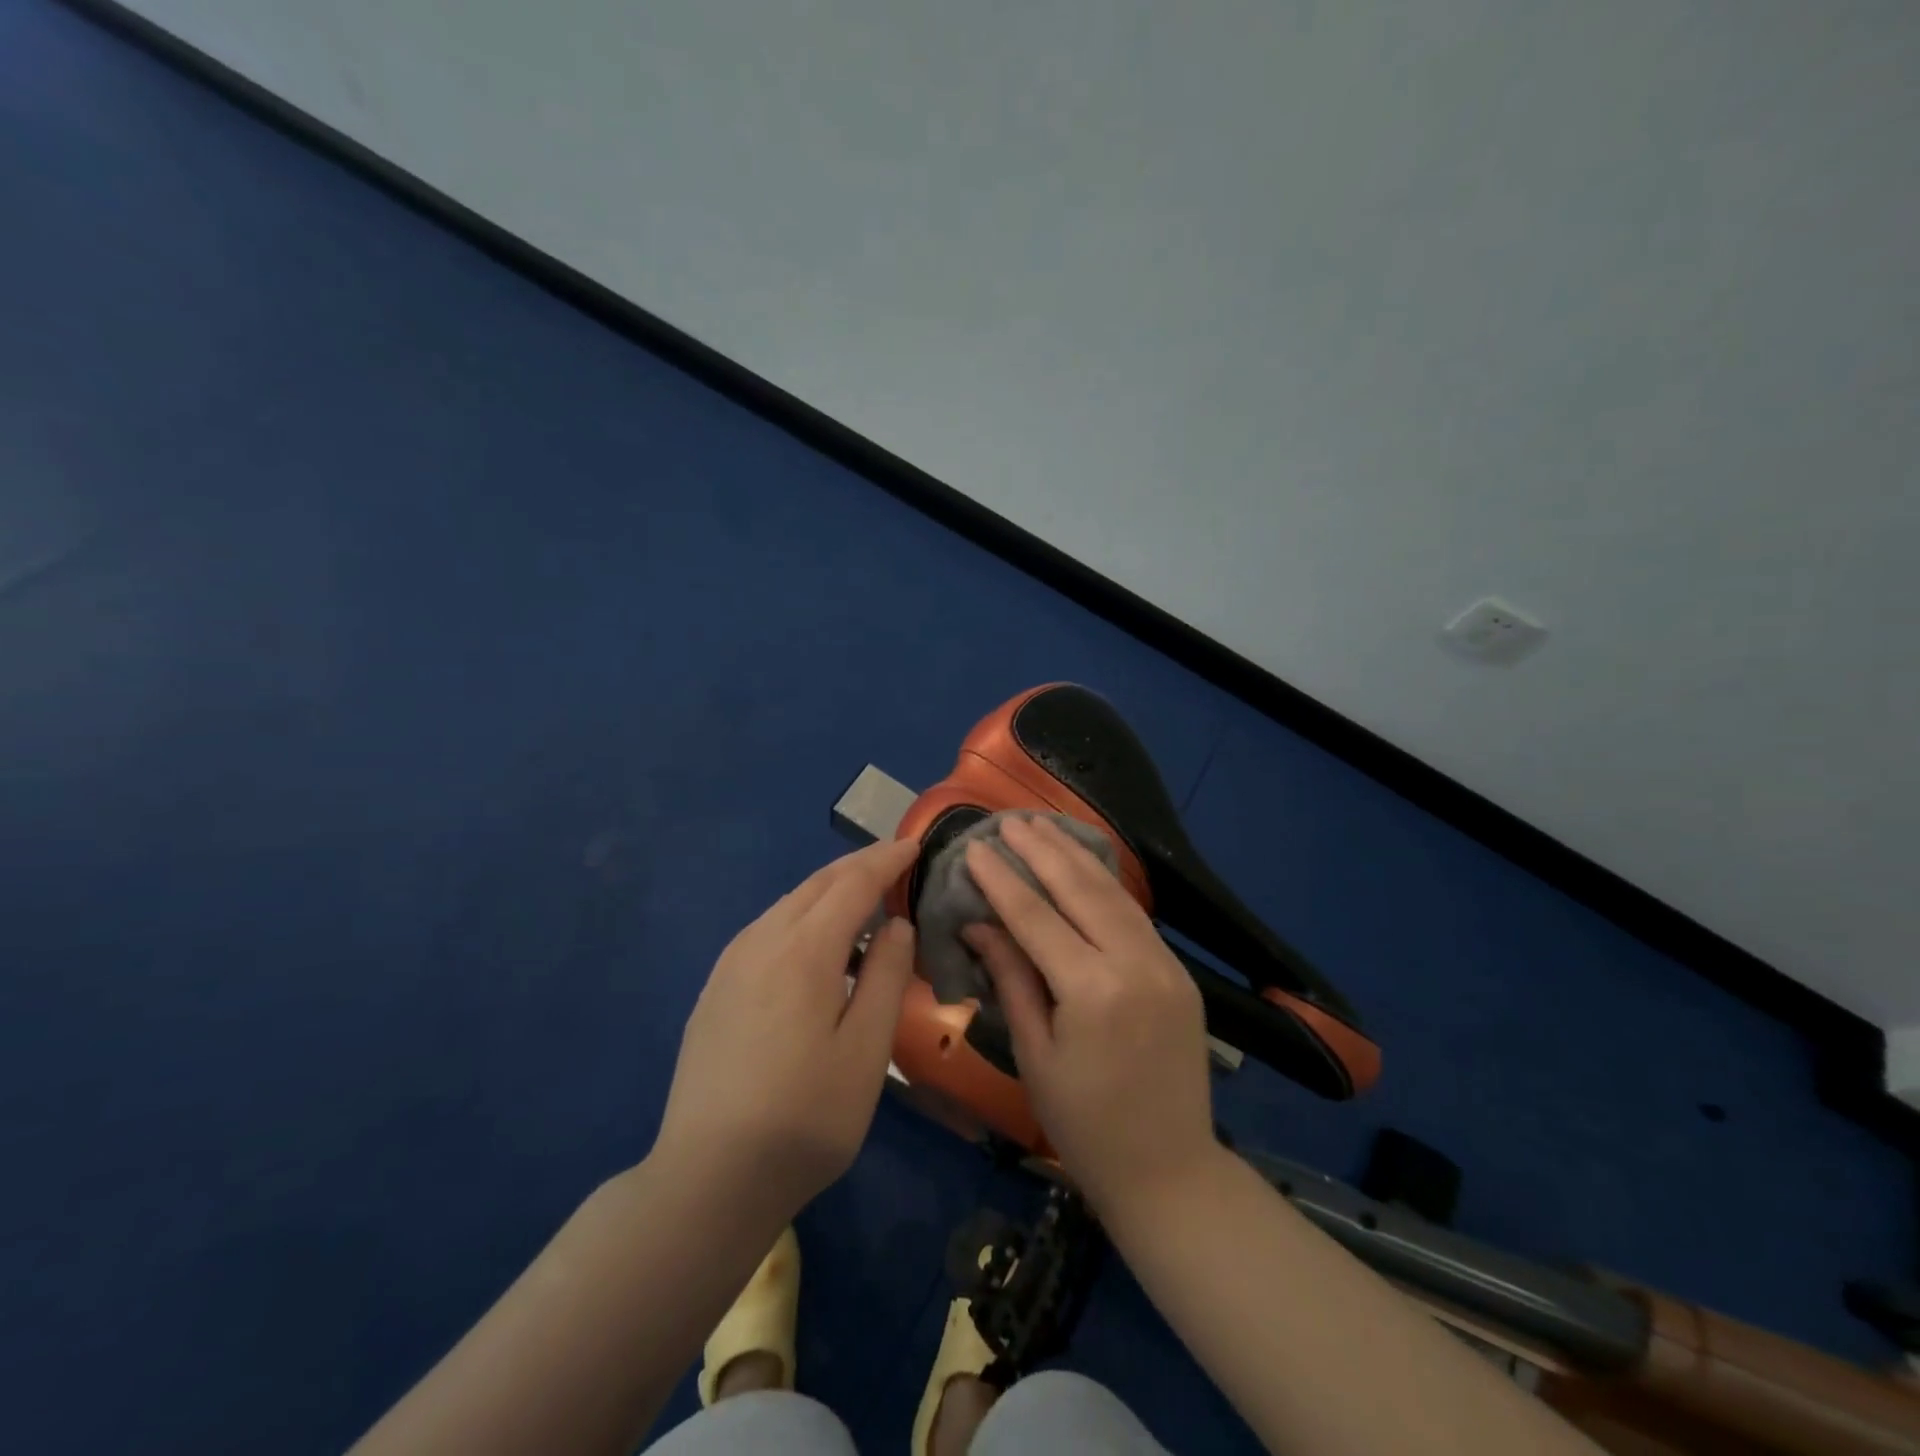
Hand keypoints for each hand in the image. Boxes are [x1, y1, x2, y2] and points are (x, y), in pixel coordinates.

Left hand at [654, 837, 919, 1223]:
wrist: (707, 1178)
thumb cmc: (805, 1116)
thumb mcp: (866, 1050)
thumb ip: (886, 975)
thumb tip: (895, 924)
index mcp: (804, 950)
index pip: (853, 883)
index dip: (887, 860)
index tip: (915, 845)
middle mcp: (762, 940)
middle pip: (817, 884)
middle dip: (859, 866)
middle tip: (896, 862)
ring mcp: (731, 963)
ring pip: (789, 904)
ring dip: (829, 890)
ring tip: (863, 898)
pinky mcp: (715, 988)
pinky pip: (768, 929)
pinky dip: (803, 916)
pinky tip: (815, 944)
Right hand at [963, 815, 1215, 1213]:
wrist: (1170, 1170)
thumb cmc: (1085, 1125)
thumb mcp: (1034, 1055)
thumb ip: (1012, 978)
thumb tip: (979, 923)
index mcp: (1091, 991)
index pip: (1035, 916)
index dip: (1001, 879)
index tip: (975, 847)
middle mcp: (1133, 964)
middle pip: (1080, 889)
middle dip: (1042, 850)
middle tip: (1009, 820)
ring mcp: (1163, 963)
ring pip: (1113, 892)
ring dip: (1076, 855)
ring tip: (1044, 825)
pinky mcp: (1177, 971)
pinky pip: (1134, 914)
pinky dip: (1105, 883)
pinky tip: (1084, 865)